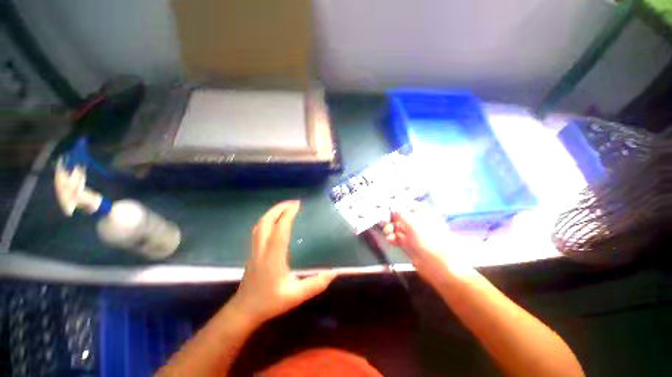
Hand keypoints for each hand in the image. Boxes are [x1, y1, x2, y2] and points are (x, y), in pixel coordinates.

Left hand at [231, 201, 335, 324]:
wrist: (244, 311)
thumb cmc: (270, 302)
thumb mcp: (296, 296)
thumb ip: (315, 284)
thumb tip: (334, 273)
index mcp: (273, 257)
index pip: (280, 230)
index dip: (288, 215)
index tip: (298, 204)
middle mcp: (262, 249)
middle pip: (266, 222)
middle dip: (279, 208)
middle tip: (293, 202)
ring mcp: (255, 249)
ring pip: (260, 224)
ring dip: (272, 212)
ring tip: (285, 206)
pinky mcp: (253, 251)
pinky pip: (259, 229)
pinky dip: (267, 219)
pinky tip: (275, 220)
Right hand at [382, 207, 474, 281]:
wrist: (438, 265)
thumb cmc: (428, 239)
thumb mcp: (413, 223)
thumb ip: (400, 214)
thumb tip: (392, 207)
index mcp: (425, 214)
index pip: (409, 205)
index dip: (398, 206)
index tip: (388, 208)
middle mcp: (419, 222)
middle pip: (402, 217)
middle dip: (392, 219)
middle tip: (384, 221)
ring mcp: (414, 234)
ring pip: (399, 227)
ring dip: (391, 228)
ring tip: (387, 232)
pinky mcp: (410, 244)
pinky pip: (399, 238)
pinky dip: (393, 238)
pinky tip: (390, 239)